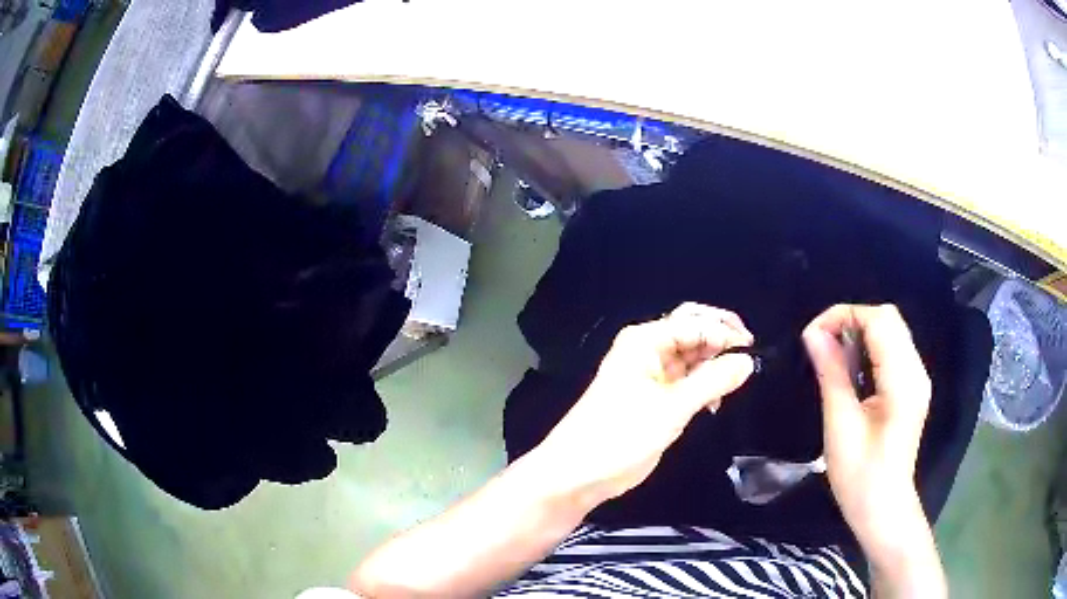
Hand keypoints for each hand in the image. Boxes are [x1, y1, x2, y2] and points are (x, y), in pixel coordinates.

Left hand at [533, 303, 755, 506]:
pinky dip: (704, 385)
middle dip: (720, 340)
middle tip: (748, 356)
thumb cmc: (620, 435)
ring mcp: (651, 374)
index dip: (723, 333)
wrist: (580, 472)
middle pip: (692, 332)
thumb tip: (747, 361)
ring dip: (714, 364)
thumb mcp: (671, 408)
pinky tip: (716, 401)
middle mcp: (648, 350)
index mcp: (645, 341)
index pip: (693, 323)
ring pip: (692, 357)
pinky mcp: (655, 398)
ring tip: (736, 381)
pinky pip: (687, 380)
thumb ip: (712, 382)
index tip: (752, 350)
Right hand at [803, 304, 945, 596]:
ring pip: (891, 332)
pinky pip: (892, 351)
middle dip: (852, 320)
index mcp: (903, 379)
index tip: (813, 335)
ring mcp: (916, 379)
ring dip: (860, 333)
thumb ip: (831, 373)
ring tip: (832, 356)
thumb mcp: (841, 425)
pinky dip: (869, 348)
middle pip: (889, 319)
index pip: (880, 320)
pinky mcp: (911, 389)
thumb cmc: (859, 475)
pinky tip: (851, 370)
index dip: (845, 315)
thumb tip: (813, 333)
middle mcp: (916, 370)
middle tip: (821, 344)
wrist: (882, 509)